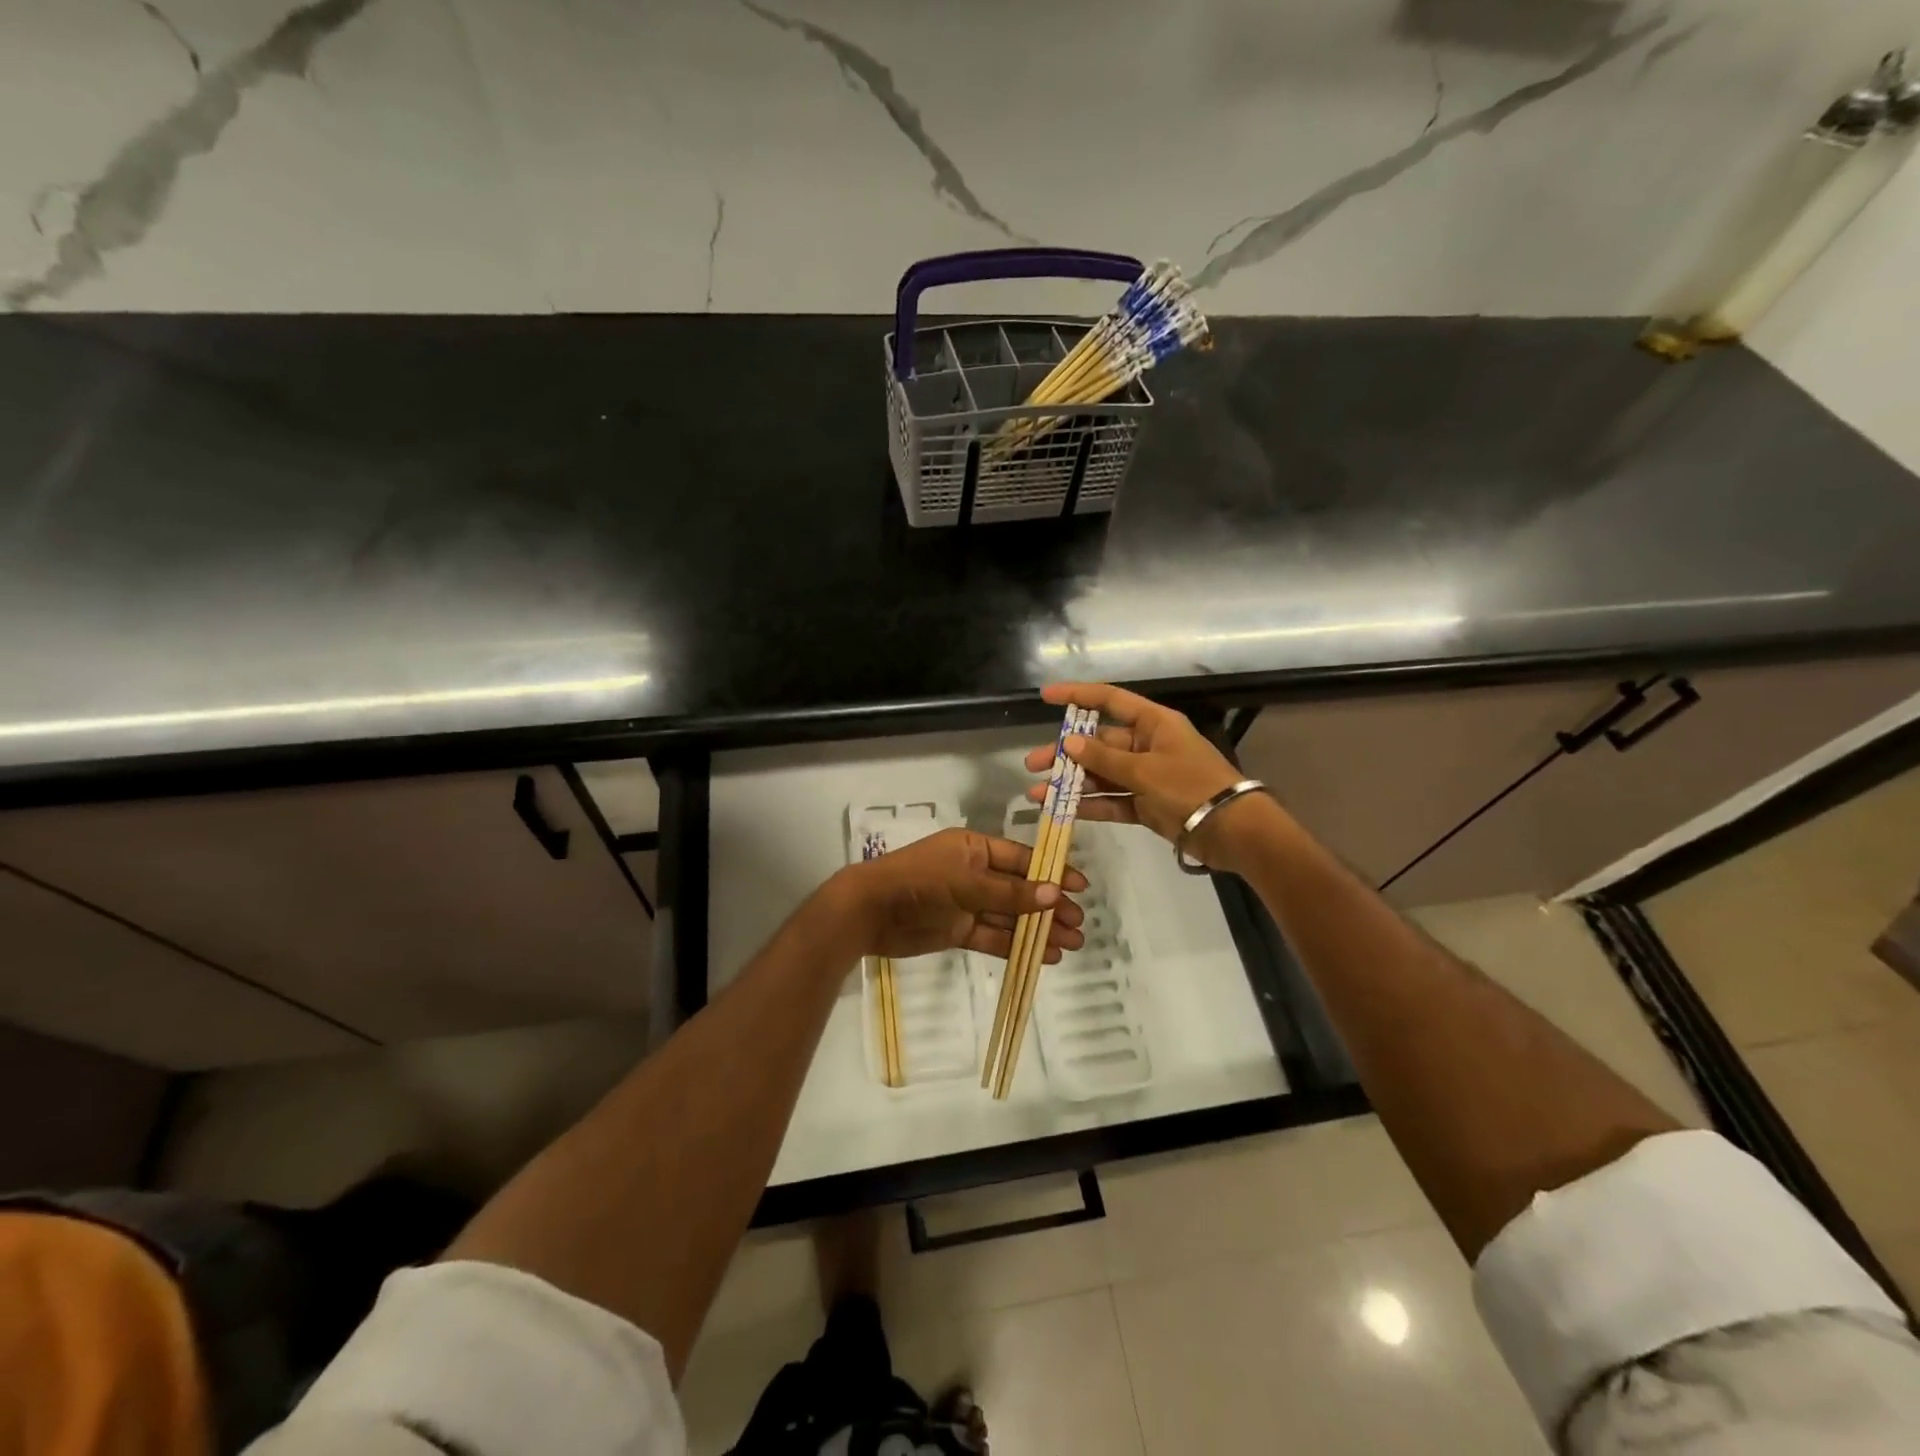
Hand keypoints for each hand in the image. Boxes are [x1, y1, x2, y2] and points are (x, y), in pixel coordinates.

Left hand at [828, 827, 1086, 963]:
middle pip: (1019, 889)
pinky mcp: (958, 930)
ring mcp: (966, 903)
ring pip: (1010, 916)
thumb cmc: (920, 882)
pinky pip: (993, 936)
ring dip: (1038, 929)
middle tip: (1079, 924)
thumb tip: (1053, 893)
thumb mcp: (967, 882)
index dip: (1051, 872)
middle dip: (1049, 906)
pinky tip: (1044, 956)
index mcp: (975, 849)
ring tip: (1072, 944)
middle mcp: (974, 873)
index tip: (1079, 887)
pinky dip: (1016, 945)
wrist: (870, 911)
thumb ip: (1010, 891)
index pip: (1021, 859)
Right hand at [1024, 682, 1275, 871]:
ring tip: (1038, 793)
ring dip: (1071, 783)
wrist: (1232, 831)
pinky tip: (1063, 810)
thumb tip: (1068, 741)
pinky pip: (1112, 800)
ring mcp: (1146, 776)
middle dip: (1064, 753)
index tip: (1046, 697)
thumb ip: (1104, 757)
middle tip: (1033, 764)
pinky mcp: (1146, 805)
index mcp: (1153, 724)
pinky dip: (1090, 804)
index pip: (1109, 700)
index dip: (1077, 695)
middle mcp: (1147, 745)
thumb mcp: (1145, 770)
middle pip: (1098, 743)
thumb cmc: (1191, 787)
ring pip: (1101, 774)